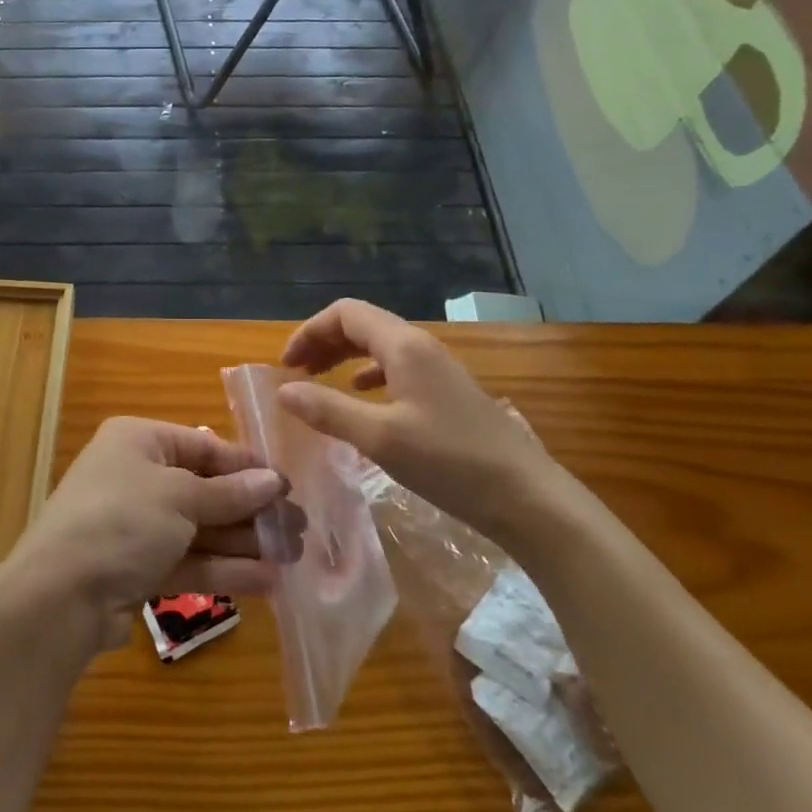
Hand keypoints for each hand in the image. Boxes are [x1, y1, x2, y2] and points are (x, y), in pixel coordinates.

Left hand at [0, 418, 285, 652]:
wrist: (59, 597)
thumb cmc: (122, 521)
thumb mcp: (180, 497)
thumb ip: (230, 493)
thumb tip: (274, 481)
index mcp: (139, 441)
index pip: (203, 446)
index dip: (246, 466)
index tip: (287, 484)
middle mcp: (136, 477)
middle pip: (205, 490)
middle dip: (251, 510)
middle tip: (298, 527)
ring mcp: (136, 526)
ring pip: (200, 529)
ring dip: (244, 543)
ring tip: (293, 556)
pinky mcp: (138, 569)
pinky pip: (188, 561)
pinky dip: (224, 570)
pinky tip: (267, 581)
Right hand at [277, 298, 570, 539]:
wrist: (527, 497)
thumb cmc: (450, 462)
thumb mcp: (380, 438)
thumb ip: (328, 410)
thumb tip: (284, 391)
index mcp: (403, 346)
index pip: (345, 313)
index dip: (309, 331)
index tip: (286, 365)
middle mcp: (420, 347)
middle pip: (362, 325)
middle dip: (323, 342)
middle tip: (296, 374)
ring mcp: (438, 369)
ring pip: (379, 347)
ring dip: (344, 358)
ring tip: (319, 382)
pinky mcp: (447, 393)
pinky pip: (397, 368)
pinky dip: (368, 376)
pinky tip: (362, 397)